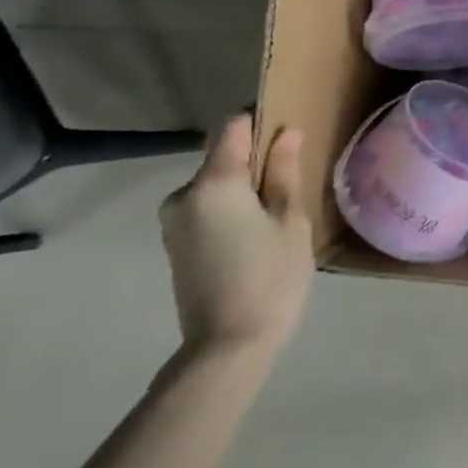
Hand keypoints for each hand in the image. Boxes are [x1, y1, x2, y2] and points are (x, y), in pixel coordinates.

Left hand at [159, 114, 313, 359]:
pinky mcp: (176, 243)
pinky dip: (232, 208)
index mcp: (213, 183)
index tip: (289, 135)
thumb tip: (286, 131)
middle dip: (257, 161)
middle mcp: (183, 194)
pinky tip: (257, 235)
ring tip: (279, 215)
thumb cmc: (271, 276)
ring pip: (215, 184)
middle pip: (223, 157)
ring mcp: (174, 221)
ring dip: (245, 188)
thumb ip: (284, 172)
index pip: (233, 127)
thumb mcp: (290, 220)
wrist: (228, 345)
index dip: (261, 122)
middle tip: (293, 184)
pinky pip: (207, 207)